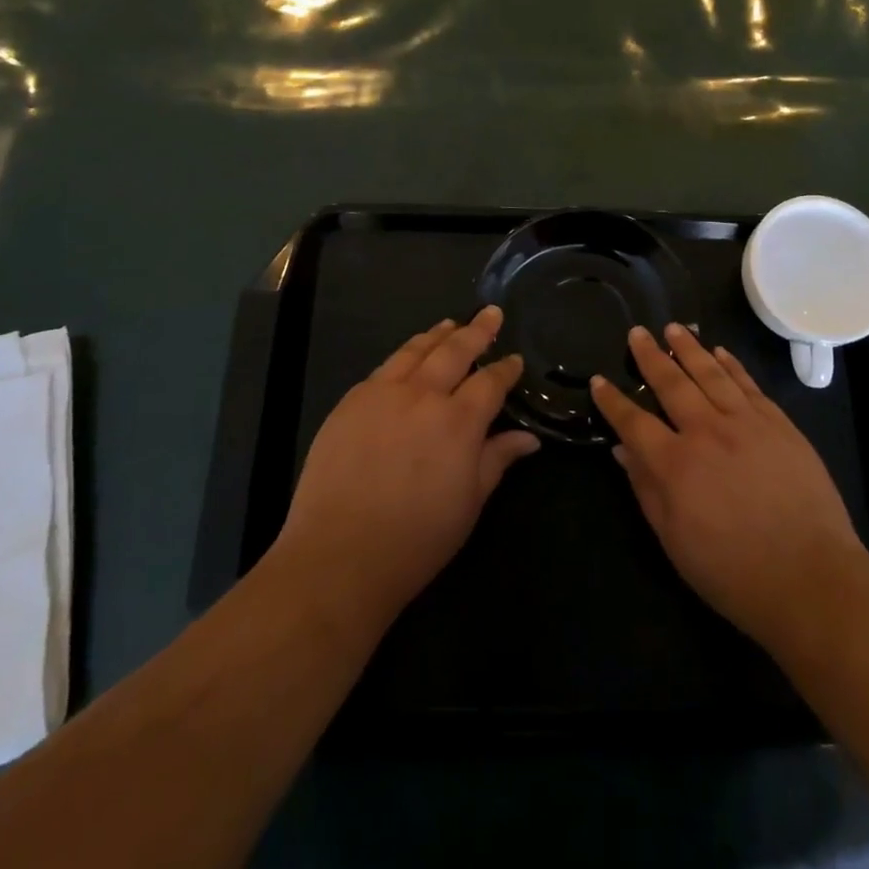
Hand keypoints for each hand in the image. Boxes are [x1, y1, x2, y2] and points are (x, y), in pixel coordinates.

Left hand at [271, 307, 539, 626]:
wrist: (339, 555)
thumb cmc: (416, 538)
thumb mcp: (469, 502)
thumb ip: (497, 459)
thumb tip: (529, 438)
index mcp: (459, 421)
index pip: (490, 382)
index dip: (506, 368)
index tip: (515, 359)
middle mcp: (423, 395)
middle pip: (455, 350)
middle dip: (477, 330)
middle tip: (491, 313)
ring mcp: (383, 393)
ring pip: (416, 350)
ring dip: (437, 335)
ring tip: (450, 324)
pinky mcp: (351, 401)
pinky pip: (384, 368)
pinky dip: (404, 355)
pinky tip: (408, 356)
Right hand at [591, 323, 868, 654]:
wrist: (811, 578)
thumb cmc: (733, 572)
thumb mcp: (674, 541)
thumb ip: (646, 489)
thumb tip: (622, 450)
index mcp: (675, 464)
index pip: (634, 422)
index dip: (613, 401)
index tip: (599, 380)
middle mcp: (707, 432)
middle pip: (672, 384)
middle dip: (651, 356)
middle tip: (637, 332)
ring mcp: (747, 423)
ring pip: (711, 373)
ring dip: (689, 348)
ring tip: (674, 328)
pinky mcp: (779, 424)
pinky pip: (749, 384)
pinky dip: (732, 364)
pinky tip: (720, 352)